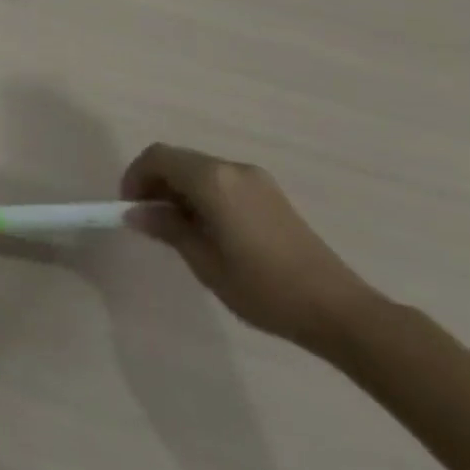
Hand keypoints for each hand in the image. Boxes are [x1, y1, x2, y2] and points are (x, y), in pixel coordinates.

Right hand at [120, 143, 381, 353]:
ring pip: (200, 170)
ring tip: (178, 229)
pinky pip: (222, 181)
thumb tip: (136, 212)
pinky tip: (210, 230)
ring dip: (180, 189)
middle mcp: (232, 168)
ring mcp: (255, 179)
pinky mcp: (271, 194)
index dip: (135, 176)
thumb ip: (168, 229)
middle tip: (149, 220)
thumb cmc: (264, 288)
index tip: (129, 208)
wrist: (340, 311)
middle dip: (156, 183)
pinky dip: (203, 194)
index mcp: (212, 180)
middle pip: (178, 160)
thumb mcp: (205, 263)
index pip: (158, 157)